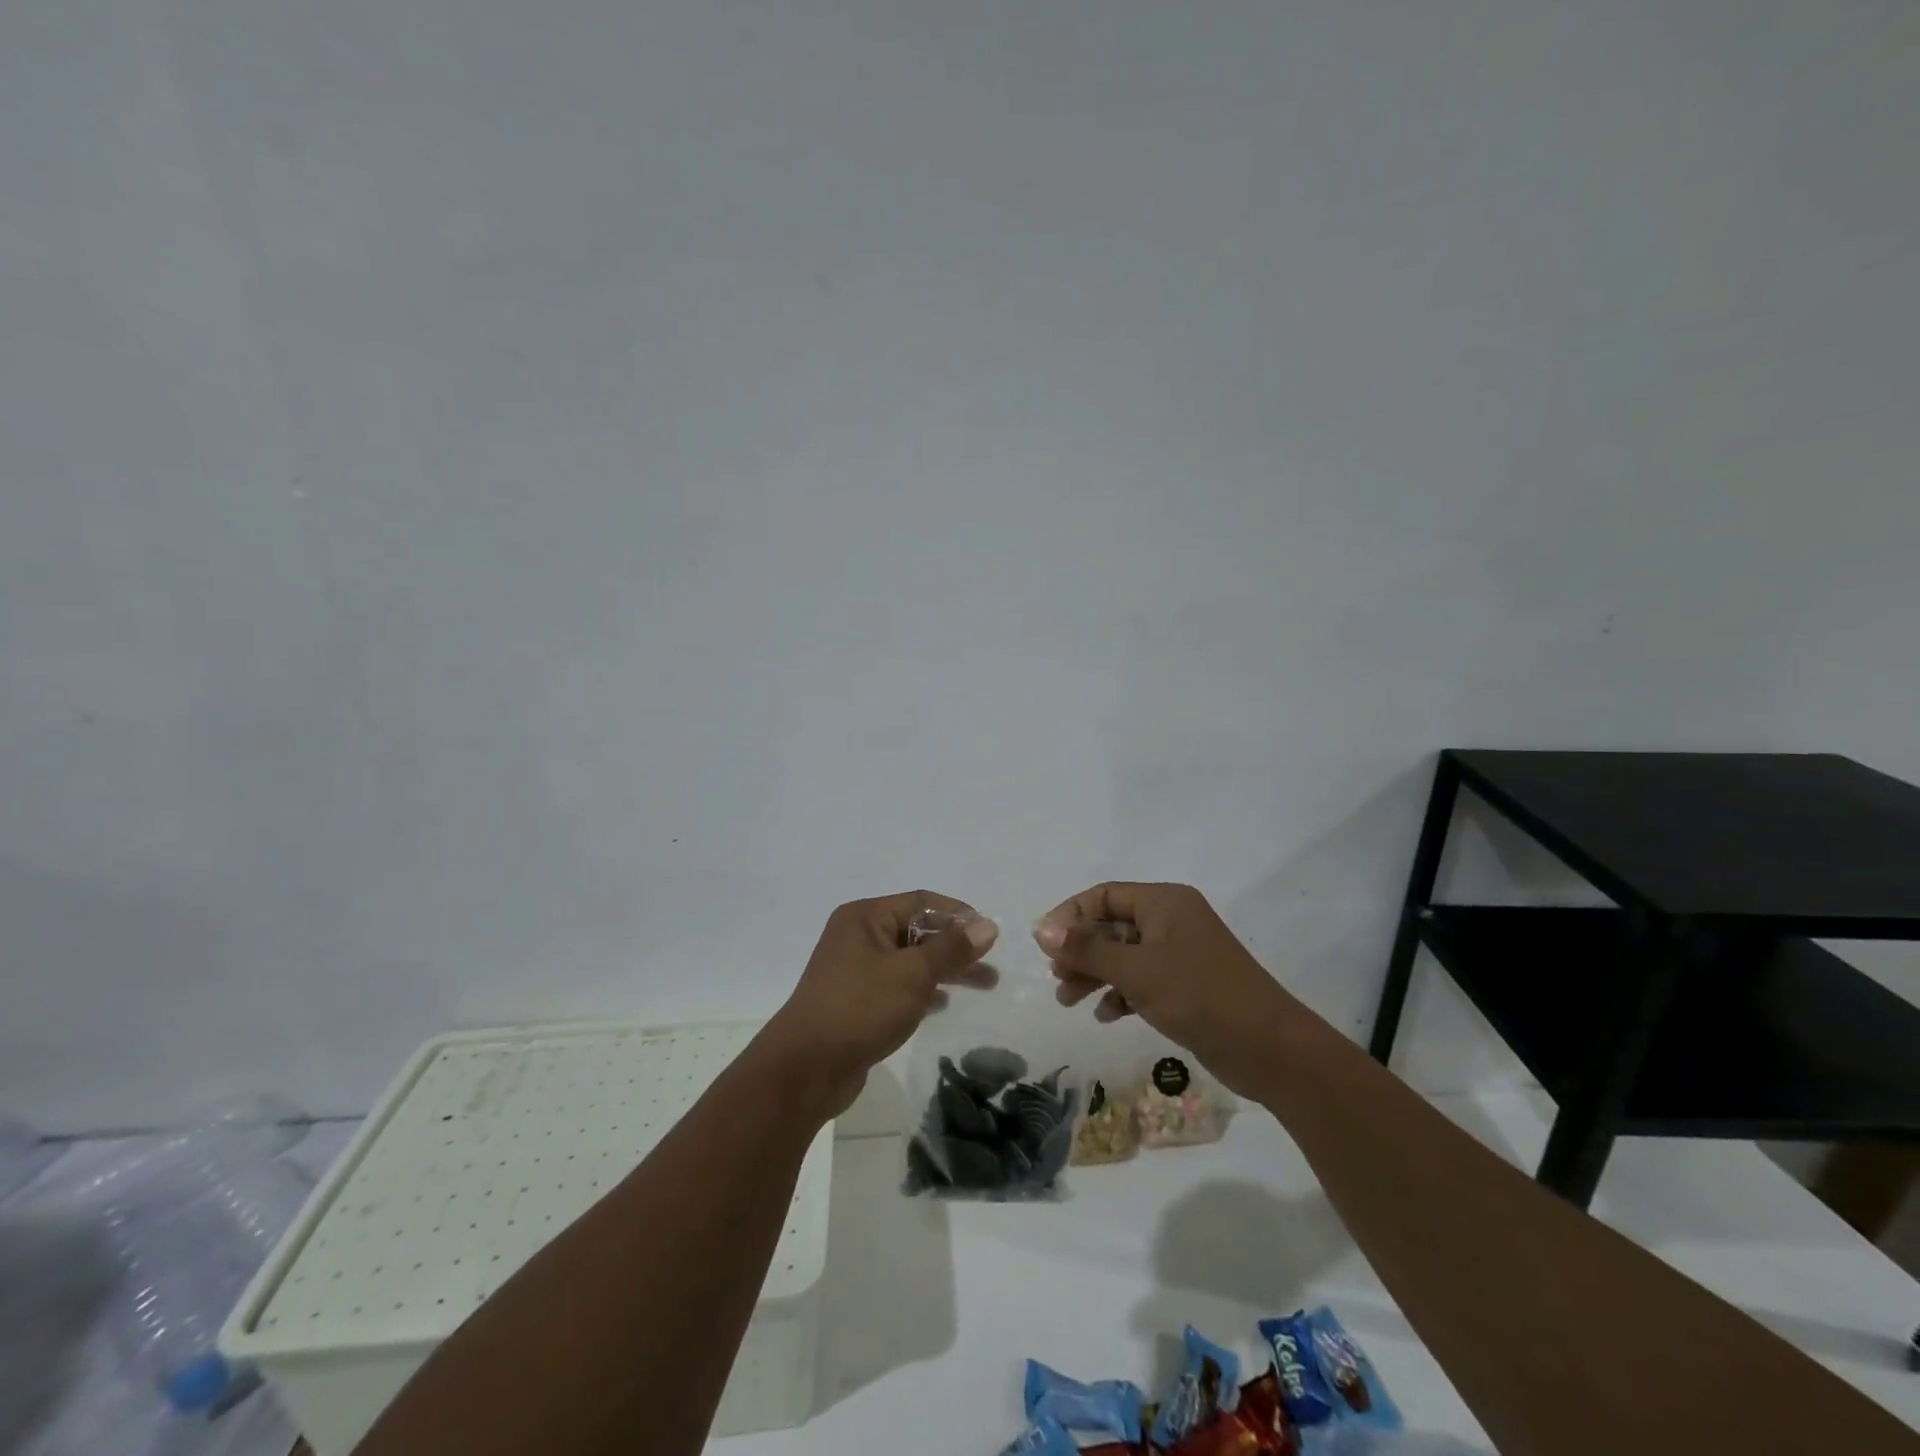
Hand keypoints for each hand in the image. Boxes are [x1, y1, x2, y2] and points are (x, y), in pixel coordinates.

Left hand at [763, 891, 998, 1116]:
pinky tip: (944, 1005)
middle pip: (917, 931)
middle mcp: (857, 936)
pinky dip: (922, 990)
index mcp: (865, 917)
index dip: (958, 914)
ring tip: (984, 986)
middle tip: (992, 965)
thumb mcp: (913, 974)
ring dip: (944, 970)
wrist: (806, 1069)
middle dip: (956, 947)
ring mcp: (854, 970)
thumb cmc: (861, 1008)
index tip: (990, 934)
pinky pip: (897, 986)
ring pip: (910, 961)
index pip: (921, 902)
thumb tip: (987, 925)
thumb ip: (952, 949)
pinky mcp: (855, 1001)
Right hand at [1034, 882, 1295, 1096]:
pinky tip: (1107, 1015)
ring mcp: (1181, 953)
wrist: (1270, 1049)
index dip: (1070, 915)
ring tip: (1069, 1001)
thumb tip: (1041, 928)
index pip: (1104, 895)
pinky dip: (1121, 992)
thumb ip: (1087, 949)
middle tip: (1056, 977)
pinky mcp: (1188, 985)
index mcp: (1164, 902)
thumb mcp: (1136, 971)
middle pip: (1112, 925)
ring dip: (1095, 974)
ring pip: (1125, 955)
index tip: (1045, 945)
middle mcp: (1172, 920)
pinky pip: (1143, 979)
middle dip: (1081, 950)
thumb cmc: (1199, 996)